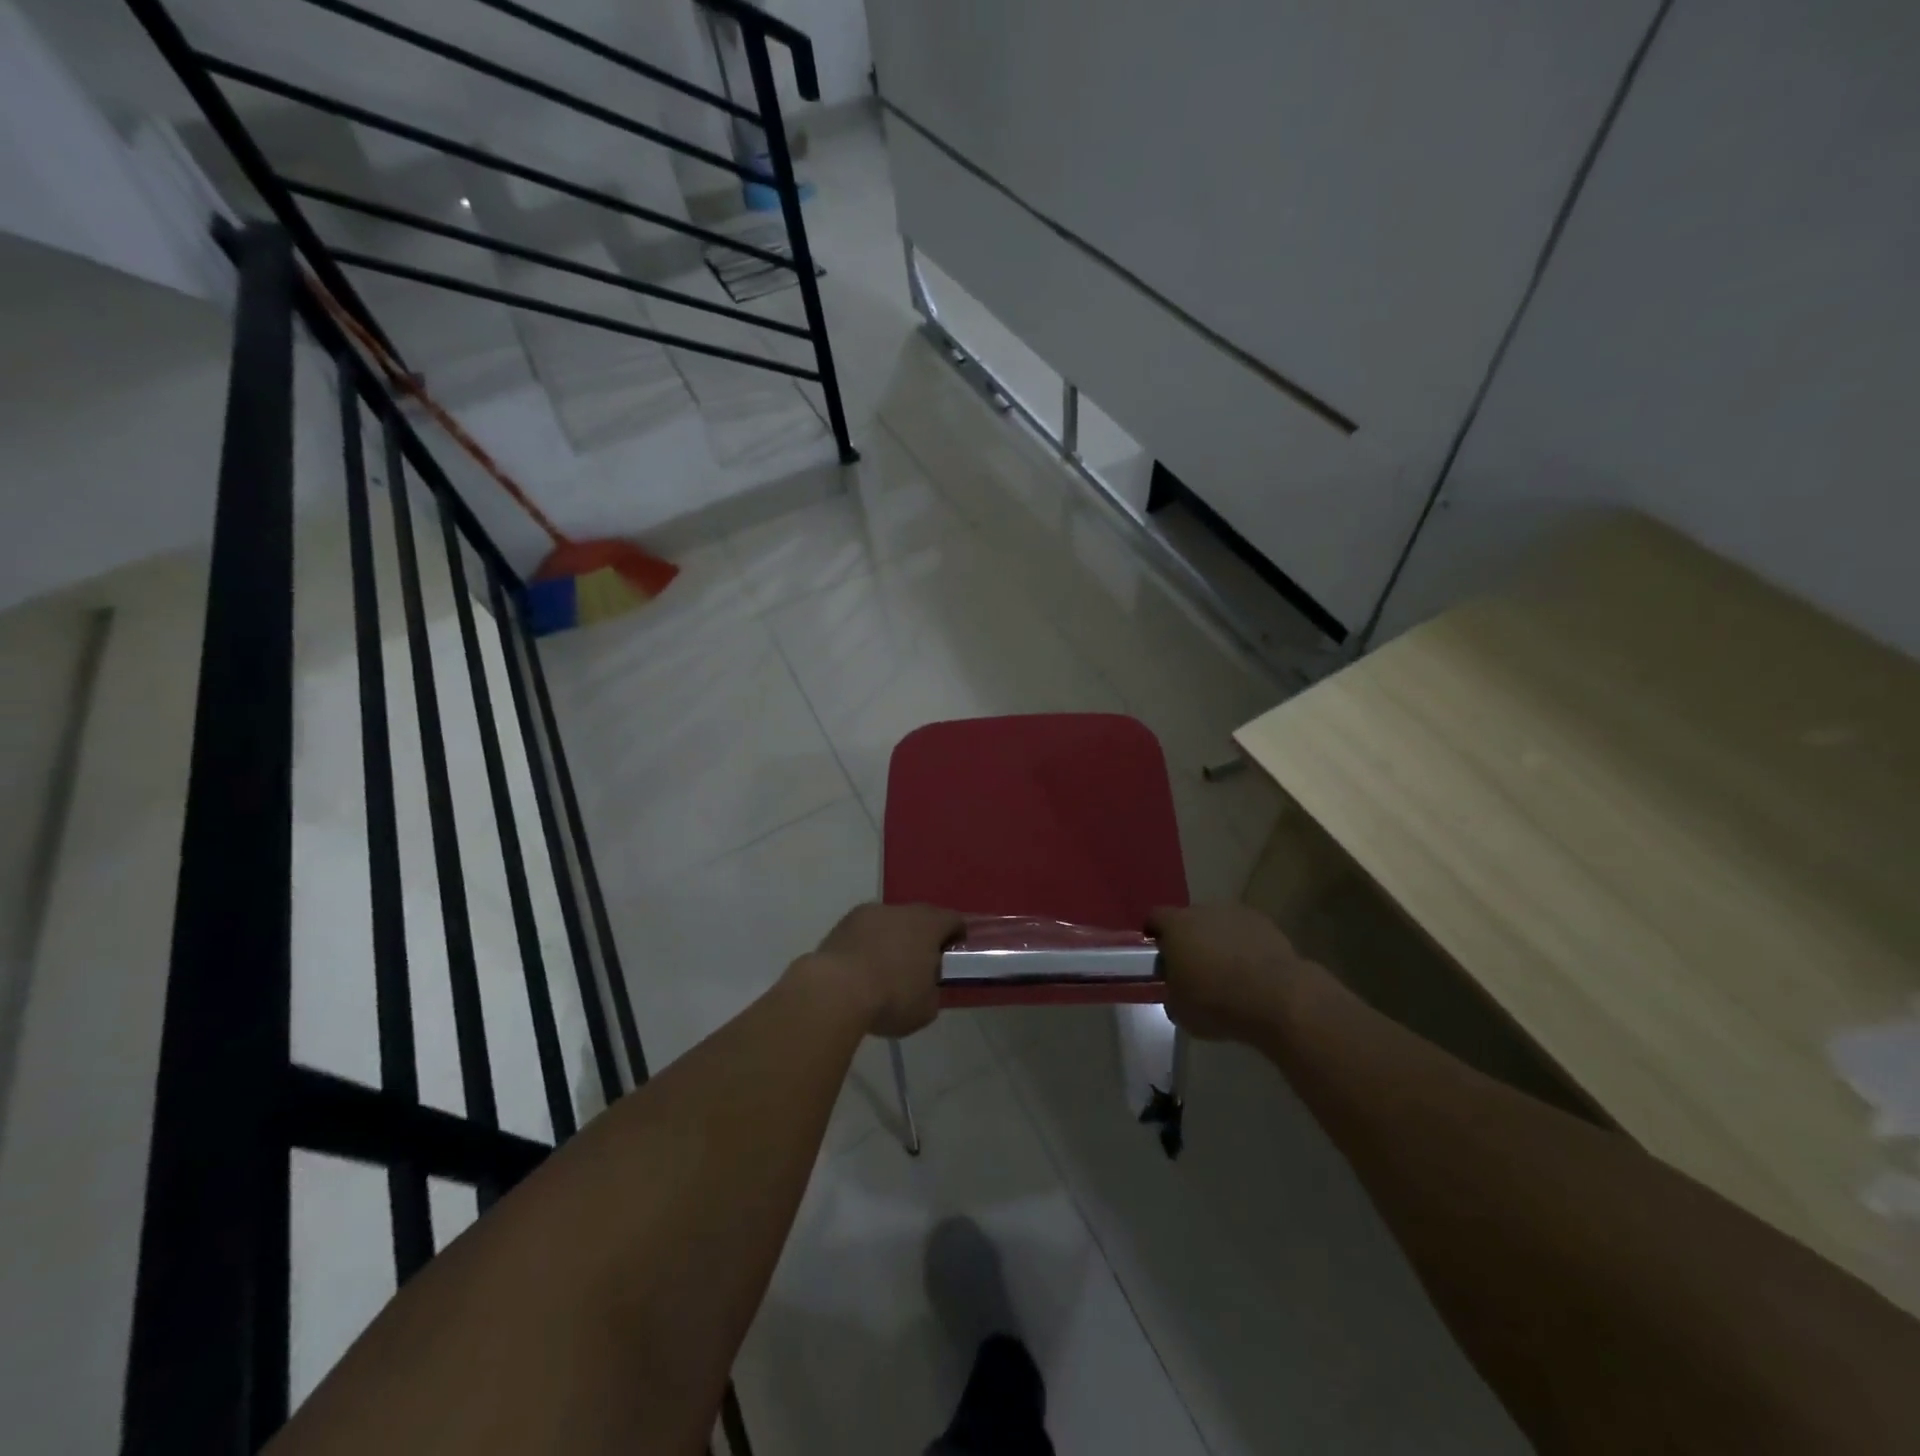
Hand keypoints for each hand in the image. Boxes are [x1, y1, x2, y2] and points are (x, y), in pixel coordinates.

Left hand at [810, 902, 962, 1038]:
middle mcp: (901, 910)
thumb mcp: (926, 1007)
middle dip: (922, 938)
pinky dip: (866, 945)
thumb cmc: (891, 997)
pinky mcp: (842, 924)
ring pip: (889, 923)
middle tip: (920, 965)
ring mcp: (868, 914)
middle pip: (919, 918)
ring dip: (892, 940)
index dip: (957, 936)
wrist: (835, 990)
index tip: (953, 955)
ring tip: (885, 970)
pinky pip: (864, 932)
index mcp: (929, 924)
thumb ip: (932, 991)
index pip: (953, 920)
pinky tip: (861, 970)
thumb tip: (926, 987)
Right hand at [1147, 904, 1307, 1042]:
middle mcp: (1203, 911)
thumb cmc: (1217, 1003)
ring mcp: (1236, 914)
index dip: (1153, 935)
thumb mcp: (1180, 1011)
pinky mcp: (1265, 924)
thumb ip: (1171, 993)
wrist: (1277, 998)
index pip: (1154, 918)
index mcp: (1176, 926)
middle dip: (1188, 939)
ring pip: (1218, 925)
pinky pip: (1244, 932)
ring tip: (1226, 972)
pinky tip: (1251, 971)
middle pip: (1188, 919)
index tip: (1158, 955)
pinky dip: (1243, 946)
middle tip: (1193, 968)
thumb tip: (1176, 991)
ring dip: (1217, 942)